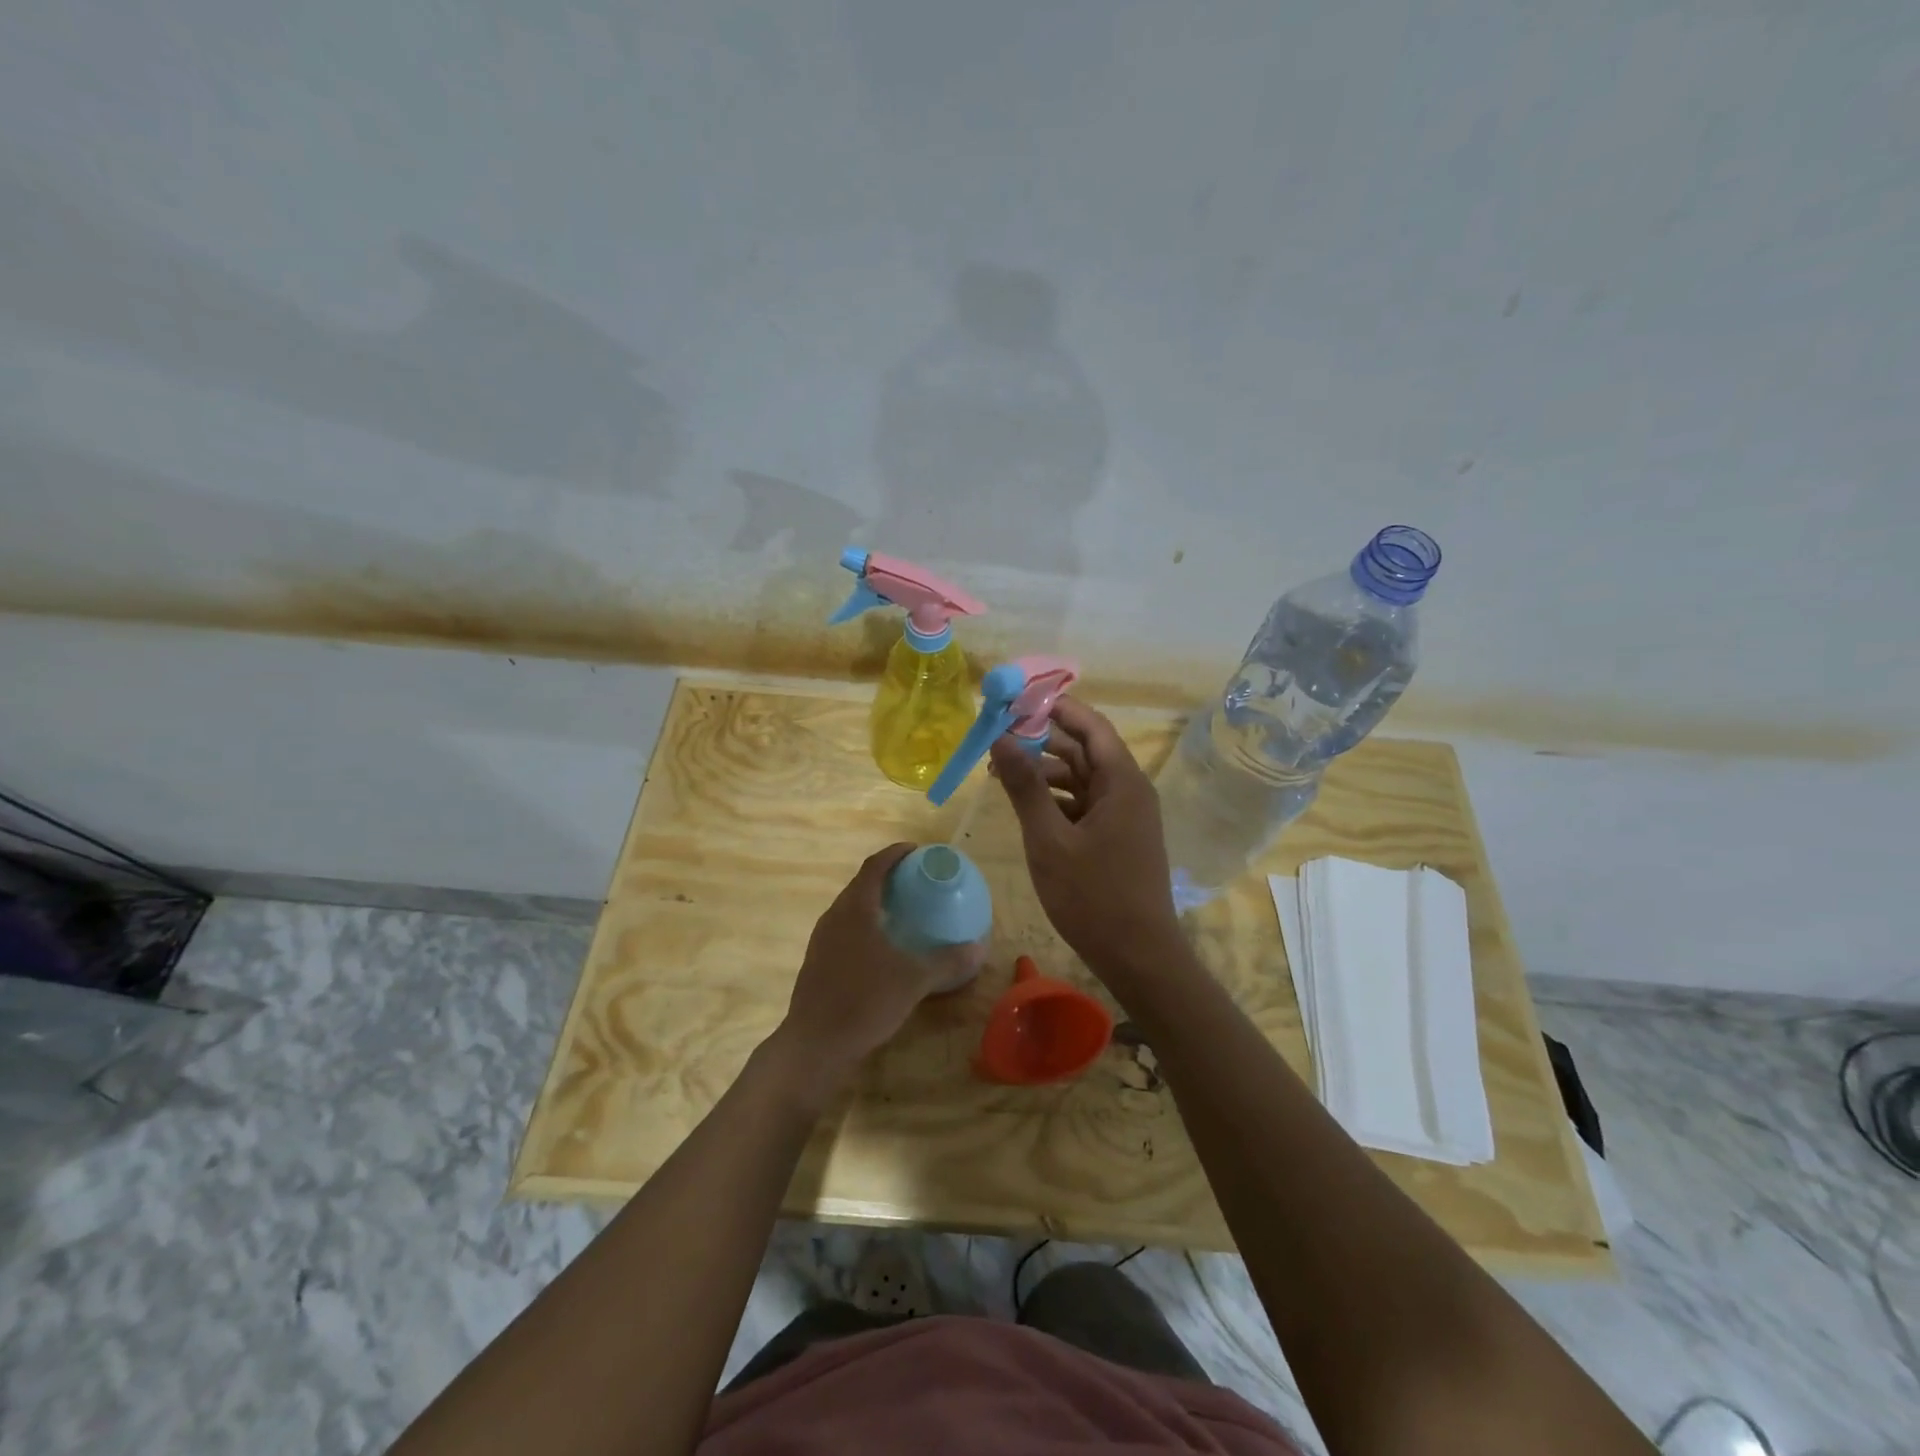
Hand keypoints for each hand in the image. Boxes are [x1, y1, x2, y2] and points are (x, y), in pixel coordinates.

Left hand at [773, 844, 949, 1097]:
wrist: (815, 1043)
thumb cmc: (865, 1001)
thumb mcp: (913, 981)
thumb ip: (946, 961)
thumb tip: (978, 948)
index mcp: (855, 909)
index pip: (874, 866)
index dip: (895, 853)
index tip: (915, 850)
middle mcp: (835, 916)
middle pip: (860, 884)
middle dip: (886, 876)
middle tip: (914, 880)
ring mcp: (822, 939)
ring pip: (850, 907)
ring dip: (873, 901)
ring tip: (901, 909)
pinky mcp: (817, 960)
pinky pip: (844, 928)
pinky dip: (864, 924)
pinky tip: (881, 946)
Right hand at [989, 697, 1184, 980]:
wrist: (1138, 956)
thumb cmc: (1093, 896)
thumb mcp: (1049, 839)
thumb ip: (1026, 786)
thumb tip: (1002, 737)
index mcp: (1122, 781)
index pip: (1090, 725)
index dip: (1055, 708)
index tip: (1016, 701)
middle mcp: (1129, 790)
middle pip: (1084, 749)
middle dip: (1042, 740)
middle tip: (998, 737)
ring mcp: (1125, 815)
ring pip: (1082, 778)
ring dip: (1045, 772)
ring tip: (1001, 773)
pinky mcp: (1118, 837)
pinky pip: (1085, 804)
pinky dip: (1056, 799)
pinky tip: (1026, 806)